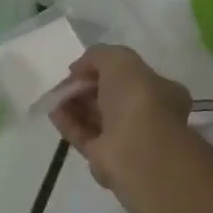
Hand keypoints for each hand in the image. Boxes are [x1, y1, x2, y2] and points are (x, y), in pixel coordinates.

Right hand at [48, 45, 191, 188]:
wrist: (138, 153)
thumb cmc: (137, 100)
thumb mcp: (120, 60)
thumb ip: (99, 56)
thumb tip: (79, 68)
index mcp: (159, 90)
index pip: (128, 75)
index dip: (102, 68)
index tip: (80, 67)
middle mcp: (145, 114)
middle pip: (109, 96)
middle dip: (86, 86)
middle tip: (65, 82)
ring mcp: (125, 137)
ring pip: (95, 116)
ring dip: (74, 103)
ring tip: (54, 95)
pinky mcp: (105, 157)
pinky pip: (83, 135)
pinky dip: (68, 122)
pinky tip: (53, 111)